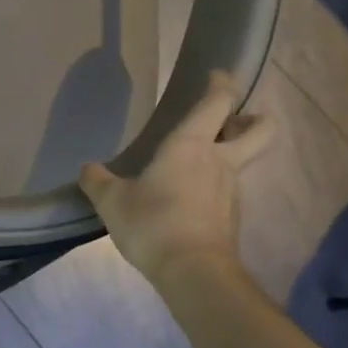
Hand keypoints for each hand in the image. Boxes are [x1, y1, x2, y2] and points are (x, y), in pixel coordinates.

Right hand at [79, 71, 271, 284]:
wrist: (193, 272)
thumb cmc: (152, 223)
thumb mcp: (112, 202)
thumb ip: (98, 182)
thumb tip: (87, 169)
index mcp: (191, 145)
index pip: (216, 103)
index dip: (221, 84)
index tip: (218, 75)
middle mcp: (219, 162)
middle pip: (260, 131)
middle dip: (254, 120)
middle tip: (234, 121)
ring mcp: (231, 191)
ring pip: (241, 163)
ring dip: (229, 157)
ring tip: (197, 167)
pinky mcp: (232, 218)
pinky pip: (227, 193)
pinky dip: (214, 189)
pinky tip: (190, 201)